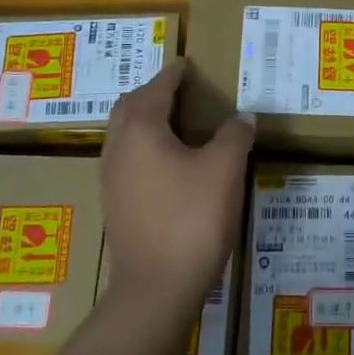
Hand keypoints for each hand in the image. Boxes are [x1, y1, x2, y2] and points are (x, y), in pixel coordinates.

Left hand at [100, 61, 253, 320]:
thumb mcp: (224, 170)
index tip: (186, 65)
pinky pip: (127, 161)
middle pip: (129, 108)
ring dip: (145, 121)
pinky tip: (169, 164)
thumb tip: (241, 118)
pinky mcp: (116, 206)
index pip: (156, 89)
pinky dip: (145, 148)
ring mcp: (111, 180)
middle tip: (178, 91)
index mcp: (141, 130)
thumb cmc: (191, 219)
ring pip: (124, 136)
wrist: (156, 289)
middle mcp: (118, 149)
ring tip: (176, 124)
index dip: (173, 75)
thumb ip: (234, 136)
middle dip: (151, 94)